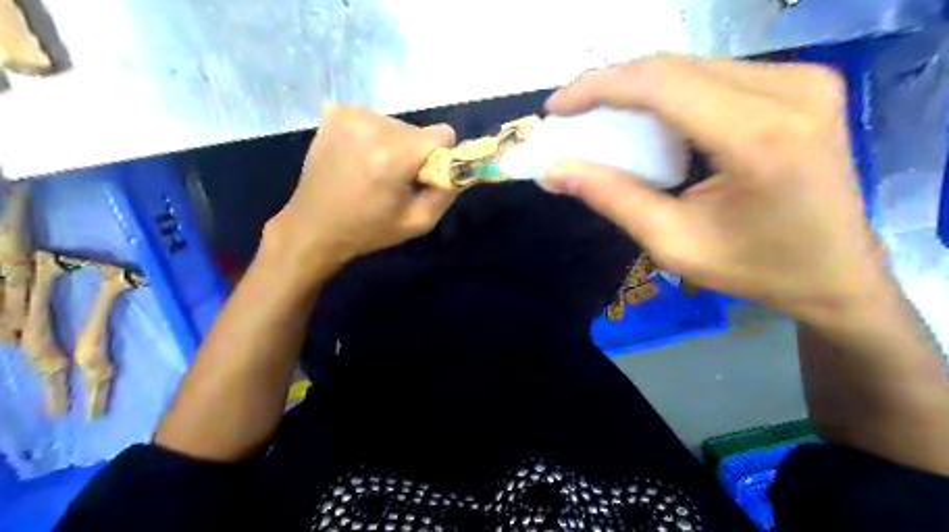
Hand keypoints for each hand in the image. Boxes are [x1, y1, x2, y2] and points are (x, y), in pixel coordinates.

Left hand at [264, 105, 457, 276]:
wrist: (314, 226)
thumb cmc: (369, 229)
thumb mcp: (418, 222)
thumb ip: (448, 191)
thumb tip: (466, 168)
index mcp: (394, 155)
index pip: (443, 133)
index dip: (441, 157)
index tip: (424, 177)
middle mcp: (372, 125)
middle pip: (418, 130)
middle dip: (414, 153)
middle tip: (394, 181)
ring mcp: (349, 114)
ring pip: (396, 125)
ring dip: (393, 145)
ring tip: (372, 172)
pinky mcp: (335, 113)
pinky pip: (373, 120)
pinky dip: (372, 137)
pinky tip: (357, 158)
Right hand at [545, 57, 886, 321]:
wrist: (838, 272)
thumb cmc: (756, 268)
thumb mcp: (673, 243)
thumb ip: (613, 198)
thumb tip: (556, 171)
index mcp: (758, 137)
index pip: (661, 84)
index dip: (598, 87)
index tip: (556, 108)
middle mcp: (789, 91)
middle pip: (674, 67)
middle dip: (612, 86)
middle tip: (573, 114)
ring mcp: (803, 80)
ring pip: (693, 66)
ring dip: (639, 88)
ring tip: (602, 117)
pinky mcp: (803, 83)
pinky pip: (716, 75)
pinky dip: (671, 93)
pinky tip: (649, 118)